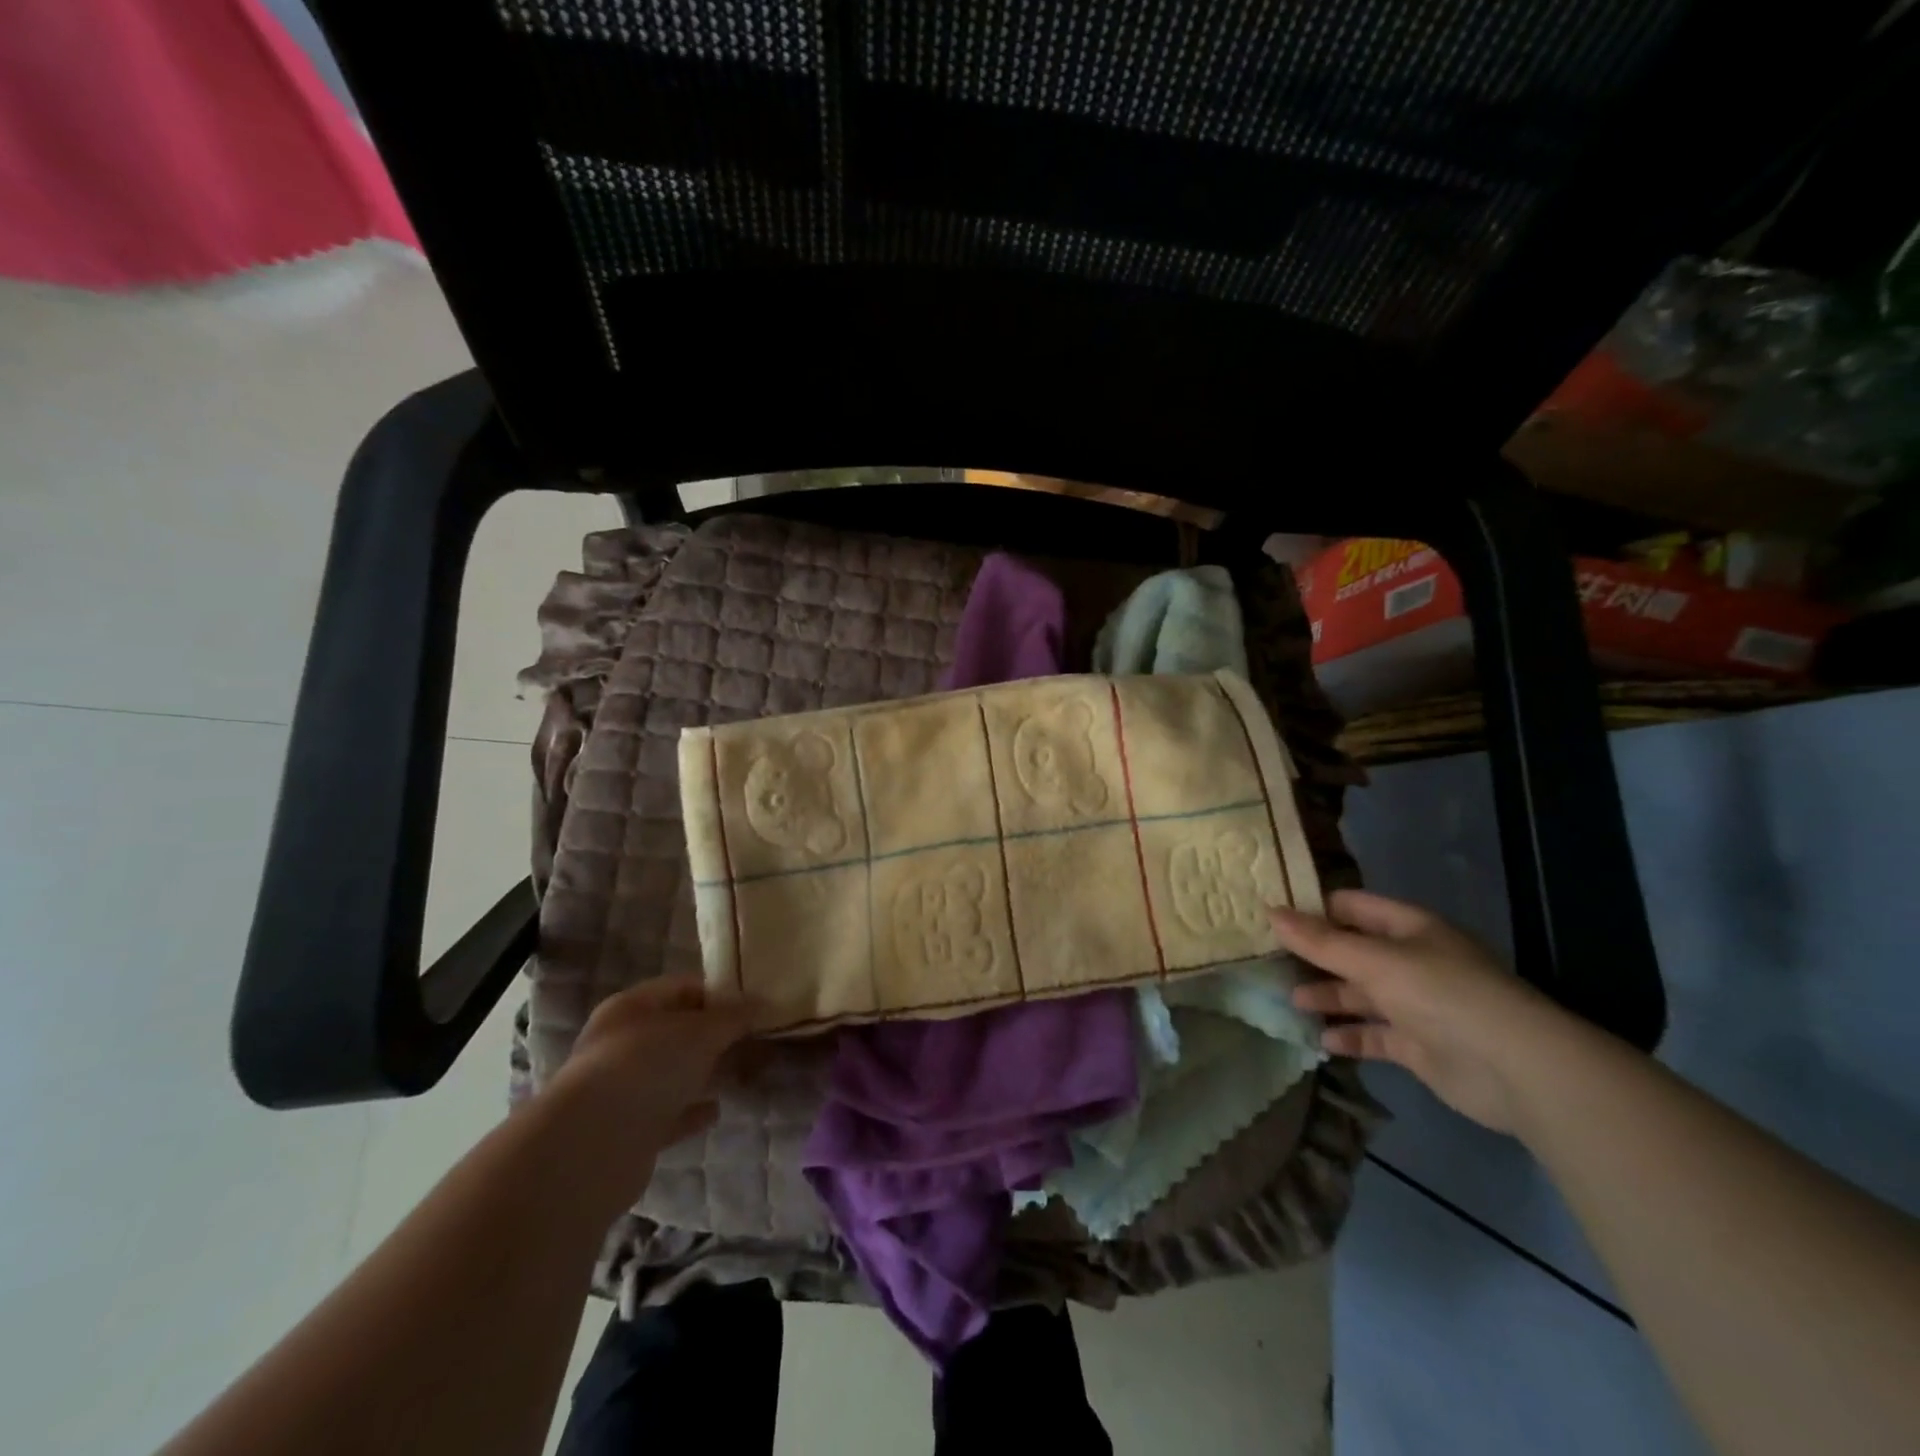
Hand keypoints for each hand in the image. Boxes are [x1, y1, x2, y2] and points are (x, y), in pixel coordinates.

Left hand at [540, 976, 750, 1202]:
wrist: (594, 1147)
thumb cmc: (648, 1067)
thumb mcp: (701, 1031)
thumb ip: (734, 1017)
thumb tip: (761, 1003)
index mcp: (632, 1007)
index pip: (682, 987)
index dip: (719, 993)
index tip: (754, 1006)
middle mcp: (621, 1043)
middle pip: (677, 1031)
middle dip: (716, 1036)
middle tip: (757, 1040)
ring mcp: (622, 1089)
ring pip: (673, 1073)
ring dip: (706, 1073)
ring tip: (745, 1073)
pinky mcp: (627, 1131)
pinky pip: (668, 1113)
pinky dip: (692, 1110)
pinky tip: (717, 1111)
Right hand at [1272, 890, 1568, 1133]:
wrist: (1515, 1069)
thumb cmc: (1442, 994)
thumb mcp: (1374, 960)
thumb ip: (1321, 941)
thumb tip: (1270, 911)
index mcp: (1408, 928)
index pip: (1352, 907)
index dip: (1314, 910)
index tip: (1272, 918)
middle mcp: (1412, 961)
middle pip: (1353, 952)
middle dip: (1314, 958)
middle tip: (1269, 963)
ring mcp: (1417, 1005)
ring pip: (1361, 995)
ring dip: (1328, 998)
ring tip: (1290, 1002)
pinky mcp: (1419, 1046)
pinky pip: (1375, 1035)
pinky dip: (1349, 1037)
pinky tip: (1321, 1041)